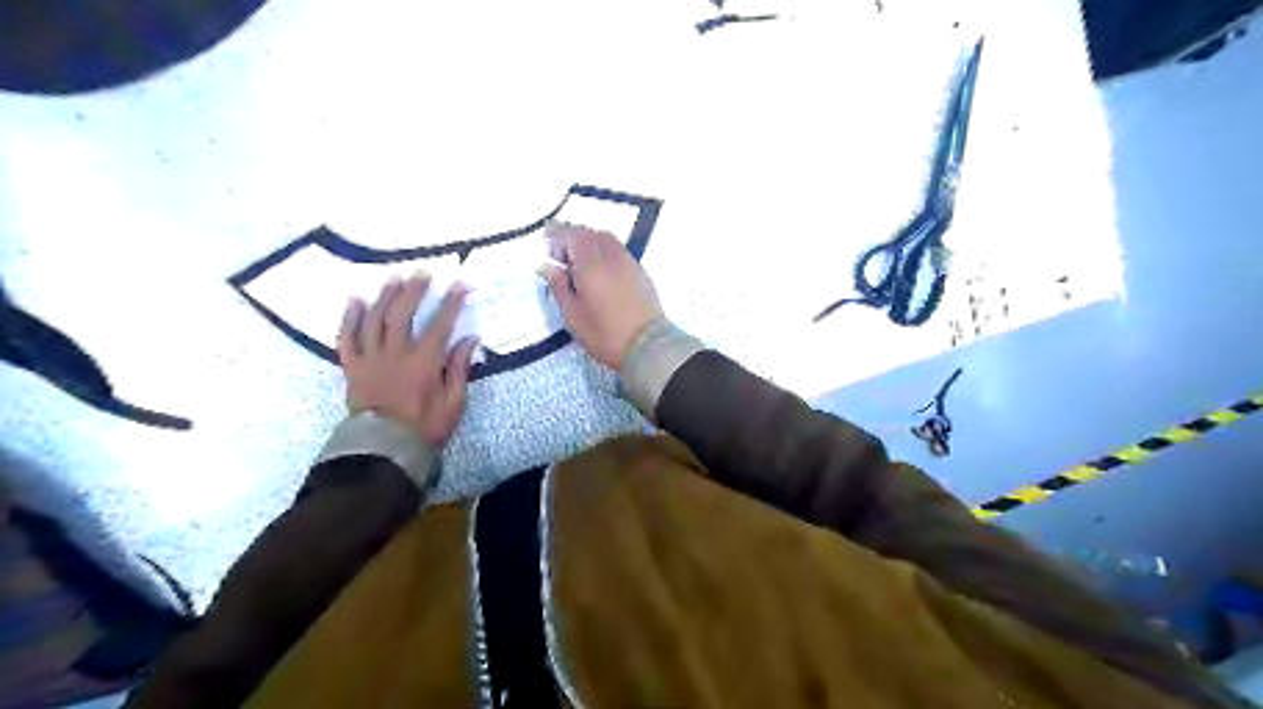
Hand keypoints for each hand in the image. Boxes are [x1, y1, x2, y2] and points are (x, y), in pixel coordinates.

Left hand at [339, 273, 480, 446]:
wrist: (383, 450)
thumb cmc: (424, 428)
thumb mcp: (453, 403)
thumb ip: (459, 369)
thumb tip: (469, 339)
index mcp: (423, 363)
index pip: (440, 325)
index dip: (451, 303)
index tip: (460, 285)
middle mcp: (395, 354)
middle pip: (402, 314)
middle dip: (414, 291)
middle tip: (422, 273)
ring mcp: (370, 359)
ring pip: (375, 320)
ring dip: (385, 296)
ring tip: (394, 278)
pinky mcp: (352, 367)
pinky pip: (347, 338)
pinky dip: (349, 318)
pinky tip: (355, 300)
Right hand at [540, 223, 663, 371]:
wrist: (647, 346)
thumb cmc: (605, 335)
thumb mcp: (573, 316)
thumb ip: (559, 287)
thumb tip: (547, 267)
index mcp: (591, 265)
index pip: (572, 236)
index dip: (557, 233)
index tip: (546, 237)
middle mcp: (612, 257)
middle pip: (591, 234)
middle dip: (573, 236)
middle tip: (560, 252)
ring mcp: (630, 263)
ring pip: (607, 241)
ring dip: (590, 242)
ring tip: (579, 261)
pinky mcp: (641, 273)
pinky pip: (619, 251)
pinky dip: (605, 251)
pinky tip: (600, 269)